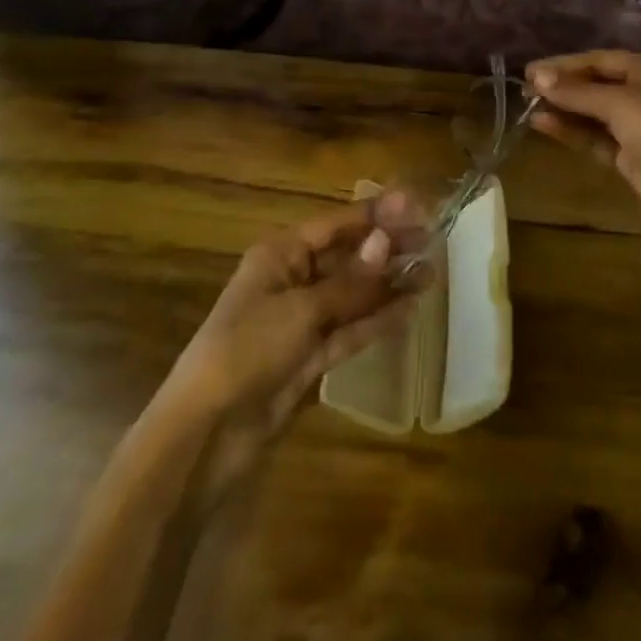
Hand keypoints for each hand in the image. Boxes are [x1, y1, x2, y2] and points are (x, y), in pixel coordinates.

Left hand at [157, 204, 421, 506]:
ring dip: (389, 284)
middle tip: (432, 241)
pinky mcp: (312, 356)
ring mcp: (304, 320)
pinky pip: (351, 329)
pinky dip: (378, 319)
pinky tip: (410, 309)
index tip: (417, 207)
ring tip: (431, 273)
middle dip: (387, 248)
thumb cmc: (248, 350)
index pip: (337, 224)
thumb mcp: (302, 310)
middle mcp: (294, 279)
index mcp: (281, 254)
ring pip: (354, 294)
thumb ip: (350, 281)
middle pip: (348, 256)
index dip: (376, 215)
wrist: (208, 433)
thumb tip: (387, 242)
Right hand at [527, 50, 640, 262]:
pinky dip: (571, 130)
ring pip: (592, 112)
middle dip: (562, 85)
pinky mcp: (629, 155)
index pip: (601, 59)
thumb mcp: (621, 105)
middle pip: (596, 84)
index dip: (566, 63)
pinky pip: (594, 136)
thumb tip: (537, 76)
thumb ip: (577, 92)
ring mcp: (637, 126)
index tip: (531, 70)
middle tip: (525, 88)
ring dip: (563, 108)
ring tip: (527, 106)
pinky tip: (543, 124)